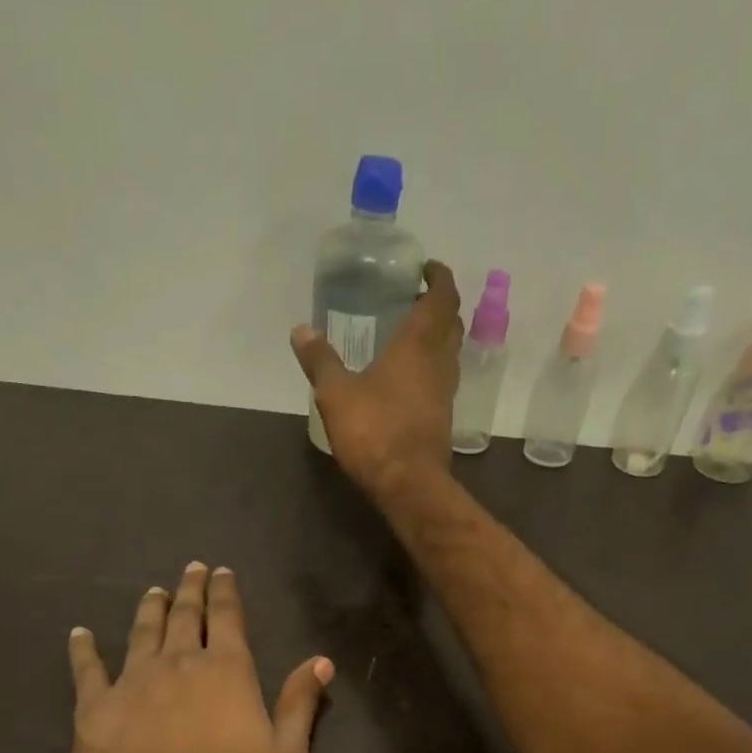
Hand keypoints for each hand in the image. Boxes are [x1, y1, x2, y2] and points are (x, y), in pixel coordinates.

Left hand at [52, 562, 332, 752]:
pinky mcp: (94, 708)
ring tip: (153, 592)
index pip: (229, 619)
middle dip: (190, 590)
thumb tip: (321, 661)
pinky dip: (84, 648)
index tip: (223, 572)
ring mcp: (132, 683)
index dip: (226, 593)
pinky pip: (87, 668)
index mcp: (228, 674)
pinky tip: (80, 634)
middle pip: (186, 617)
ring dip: (149, 609)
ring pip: (142, 632)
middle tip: (191, 569)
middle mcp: (179, 665)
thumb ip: (300, 707)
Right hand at [292, 260, 463, 503]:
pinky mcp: (442, 418)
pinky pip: (441, 381)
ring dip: (437, 339)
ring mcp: (445, 393)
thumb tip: (300, 330)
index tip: (427, 269)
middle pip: (451, 324)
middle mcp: (439, 362)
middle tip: (416, 300)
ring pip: (449, 353)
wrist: (408, 483)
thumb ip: (320, 361)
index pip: (442, 298)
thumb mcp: (336, 394)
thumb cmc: (375, 431)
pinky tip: (407, 379)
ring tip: (409, 337)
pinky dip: (430, 368)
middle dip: (439, 307)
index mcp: (418, 345)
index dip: (439, 278)